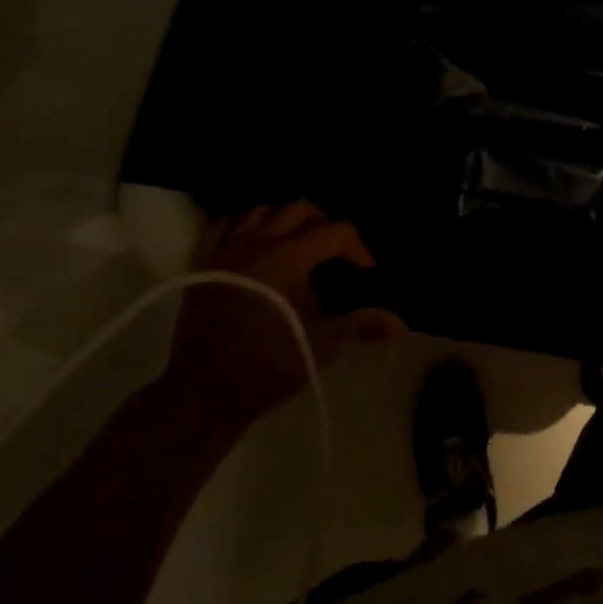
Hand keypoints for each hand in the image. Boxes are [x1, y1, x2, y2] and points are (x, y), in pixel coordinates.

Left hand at [164, 201, 402, 424]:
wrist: (204, 393)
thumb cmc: (267, 365)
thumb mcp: (321, 344)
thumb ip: (360, 324)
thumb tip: (399, 325)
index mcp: (287, 258)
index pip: (335, 231)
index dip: (357, 247)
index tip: (365, 270)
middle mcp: (256, 243)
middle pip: (300, 209)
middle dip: (325, 224)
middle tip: (336, 252)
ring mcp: (225, 251)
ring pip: (262, 211)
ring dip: (286, 221)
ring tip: (298, 243)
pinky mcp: (203, 264)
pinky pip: (224, 226)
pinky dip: (245, 225)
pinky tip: (256, 241)